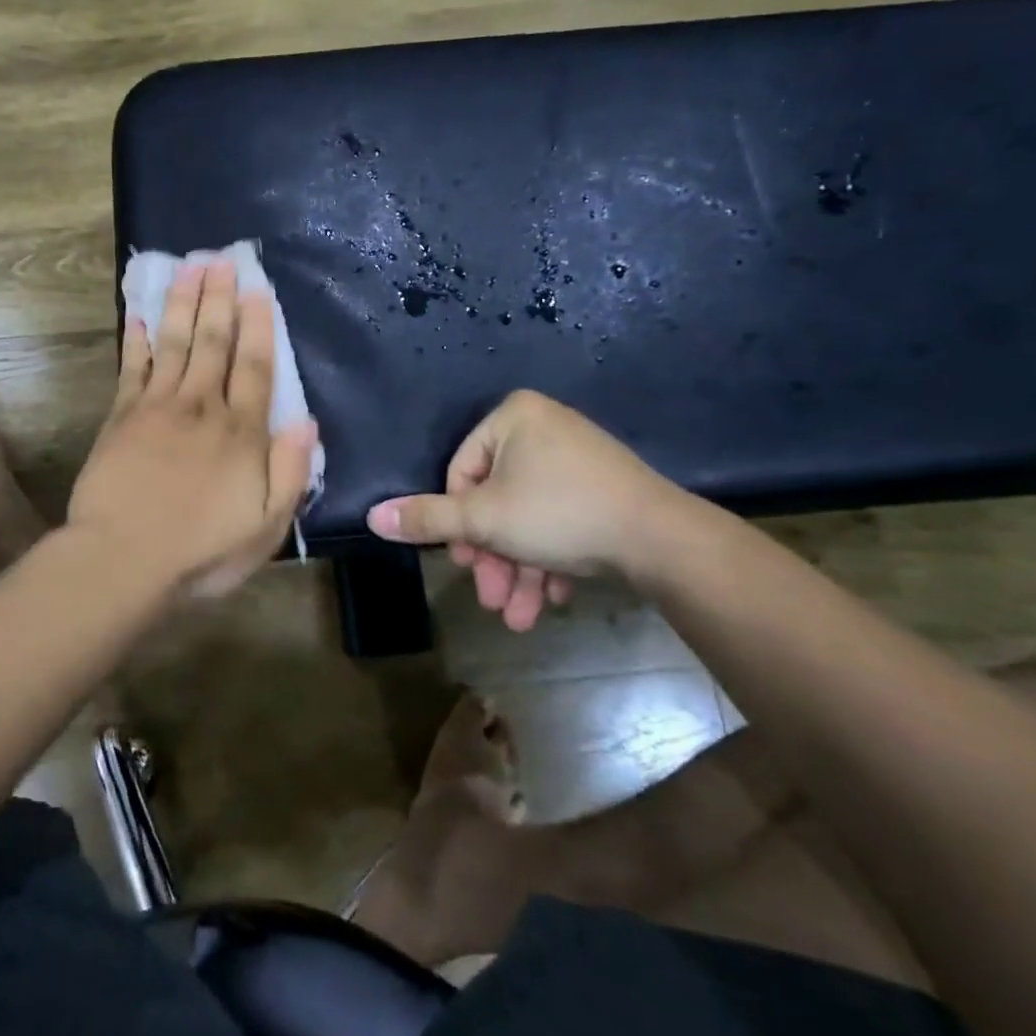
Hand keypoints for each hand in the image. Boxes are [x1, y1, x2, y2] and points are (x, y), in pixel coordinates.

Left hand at [69, 260, 319, 598]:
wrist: (123, 559)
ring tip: (188, 267)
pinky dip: (136, 339)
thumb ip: (289, 472)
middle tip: (220, 259)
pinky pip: (132, 367)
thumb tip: (307, 421)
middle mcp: (201, 407)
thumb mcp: (266, 526)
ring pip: (174, 342)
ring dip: (182, 303)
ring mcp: (157, 407)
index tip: (257, 290)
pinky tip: (138, 313)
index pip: (255, 367)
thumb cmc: (201, 550)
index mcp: (241, 432)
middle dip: (219, 298)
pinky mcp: (121, 416)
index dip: (258, 326)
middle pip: (213, 342)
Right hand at [366, 390, 685, 630]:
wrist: (663, 540)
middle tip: (492, 599)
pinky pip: (562, 519)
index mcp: (513, 418)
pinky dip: (551, 559)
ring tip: (520, 617)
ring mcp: (579, 458)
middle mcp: (545, 428)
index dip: (457, 523)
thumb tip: (372, 516)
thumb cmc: (559, 514)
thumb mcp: (482, 520)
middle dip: (492, 557)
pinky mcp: (604, 489)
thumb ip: (426, 518)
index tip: (464, 563)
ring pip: (529, 518)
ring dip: (518, 570)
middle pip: (496, 499)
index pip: (461, 471)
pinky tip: (555, 598)